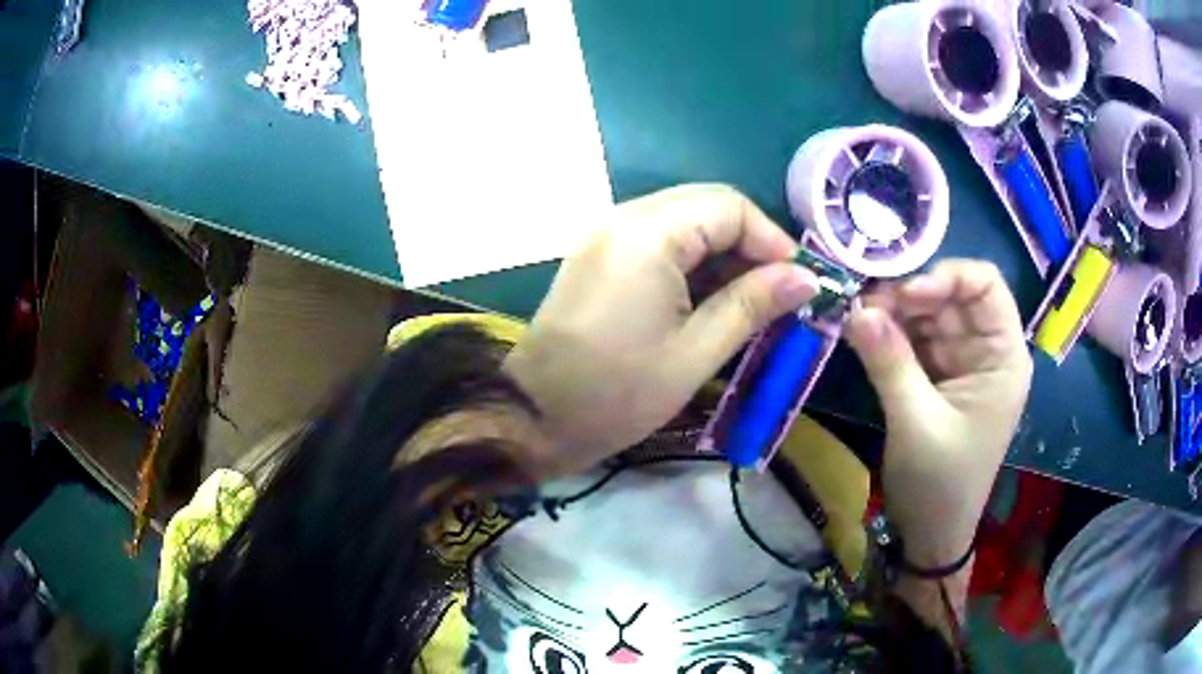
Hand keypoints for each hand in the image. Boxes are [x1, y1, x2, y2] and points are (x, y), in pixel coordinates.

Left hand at [505, 184, 817, 473]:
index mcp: (648, 234)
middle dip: (750, 247)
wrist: (534, 418)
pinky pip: (659, 241)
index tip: (798, 285)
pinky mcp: (599, 255)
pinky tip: (710, 302)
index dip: (773, 240)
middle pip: (707, 206)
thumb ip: (753, 305)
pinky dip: (693, 264)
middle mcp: (624, 218)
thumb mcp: (695, 353)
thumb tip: (807, 278)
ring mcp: (607, 234)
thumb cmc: (615, 394)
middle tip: (777, 295)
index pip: (730, 206)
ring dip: (723, 257)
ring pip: (685, 223)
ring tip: (750, 305)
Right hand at [845, 260, 1031, 565]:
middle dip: (909, 294)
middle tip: (863, 303)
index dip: (946, 276)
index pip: (985, 284)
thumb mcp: (916, 423)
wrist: (931, 534)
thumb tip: (855, 308)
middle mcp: (985, 349)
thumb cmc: (940, 484)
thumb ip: (890, 363)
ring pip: (928, 314)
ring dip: (894, 312)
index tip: (904, 294)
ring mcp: (961, 361)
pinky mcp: (938, 375)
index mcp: (1003, 355)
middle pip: (951, 296)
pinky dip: (889, 333)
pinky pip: (915, 338)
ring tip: (856, 318)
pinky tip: (863, 332)